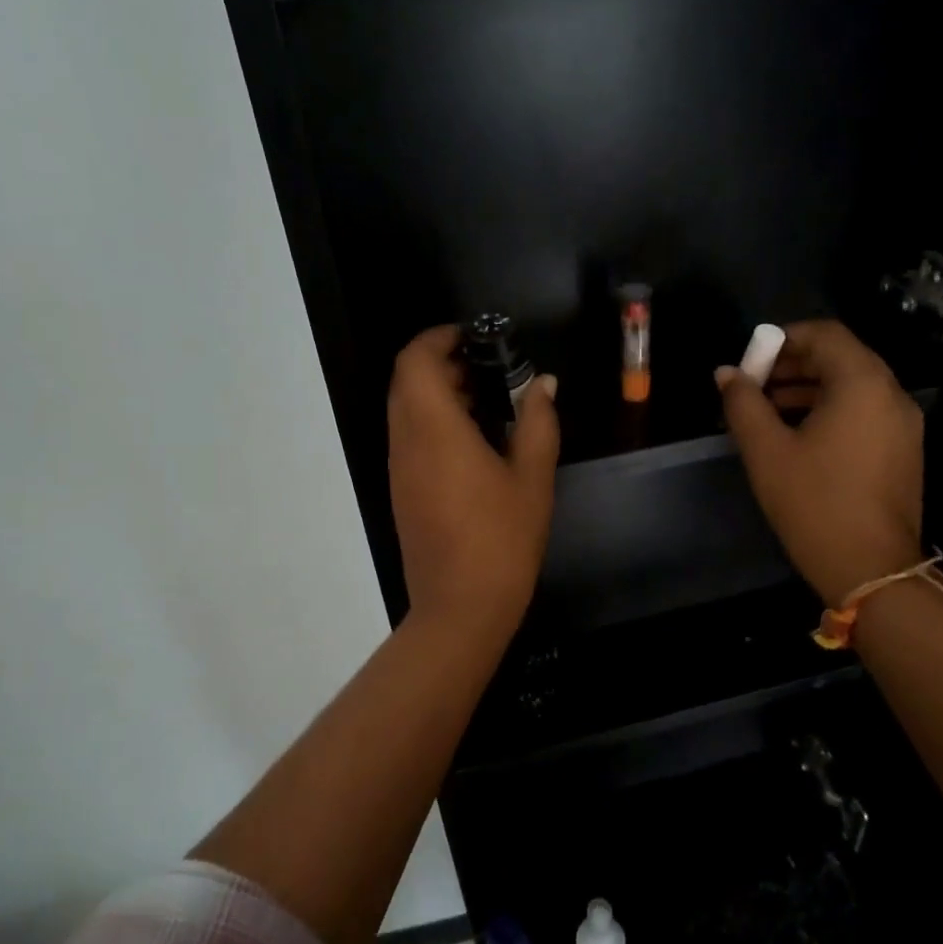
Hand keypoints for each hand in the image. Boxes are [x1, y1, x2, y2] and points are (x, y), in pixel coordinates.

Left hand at [388, 325, 558, 640]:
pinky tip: (472, 441)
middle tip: (487, 367)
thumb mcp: (533, 478)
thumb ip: (538, 423)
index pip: (415, 361)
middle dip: (441, 363)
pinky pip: (408, 437)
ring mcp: (399, 467)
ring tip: (486, 401)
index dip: (438, 338)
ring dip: (436, 393)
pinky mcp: (401, 490)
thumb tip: (543, 384)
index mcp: (434, 428)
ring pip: (404, 409)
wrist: (460, 606)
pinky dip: (432, 422)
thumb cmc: (502, 538)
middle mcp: (406, 441)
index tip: (474, 337)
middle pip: (406, 381)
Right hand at [715, 320, 923, 602]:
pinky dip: (829, 410)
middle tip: (752, 385)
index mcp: (862, 384)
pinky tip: (797, 437)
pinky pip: (864, 412)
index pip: (825, 334)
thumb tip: (726, 373)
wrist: (871, 568)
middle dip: (793, 365)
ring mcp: (903, 424)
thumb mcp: (766, 450)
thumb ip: (743, 403)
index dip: (783, 338)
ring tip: (766, 412)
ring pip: (852, 386)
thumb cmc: (814, 502)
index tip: (750, 360)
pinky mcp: (902, 450)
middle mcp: (891, 394)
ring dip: (808, 389)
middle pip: (841, 358)